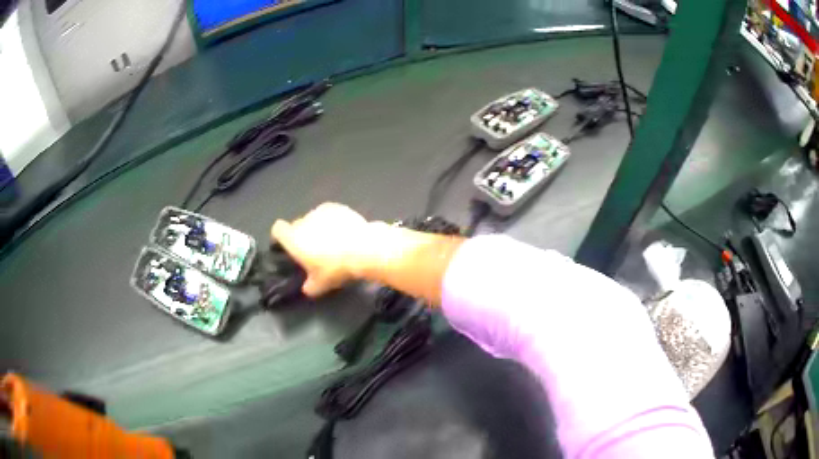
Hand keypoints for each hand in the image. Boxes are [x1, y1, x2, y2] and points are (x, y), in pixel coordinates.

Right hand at [271, 203, 372, 296]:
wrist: (363, 250)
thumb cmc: (335, 268)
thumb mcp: (320, 285)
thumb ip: (309, 286)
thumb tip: (307, 288)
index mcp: (293, 239)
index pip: (277, 229)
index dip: (280, 236)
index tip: (286, 245)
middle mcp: (304, 221)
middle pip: (297, 225)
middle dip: (302, 235)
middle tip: (315, 250)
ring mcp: (321, 212)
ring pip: (313, 218)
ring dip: (318, 227)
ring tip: (332, 241)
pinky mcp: (338, 207)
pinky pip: (329, 213)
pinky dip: (332, 220)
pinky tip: (343, 231)